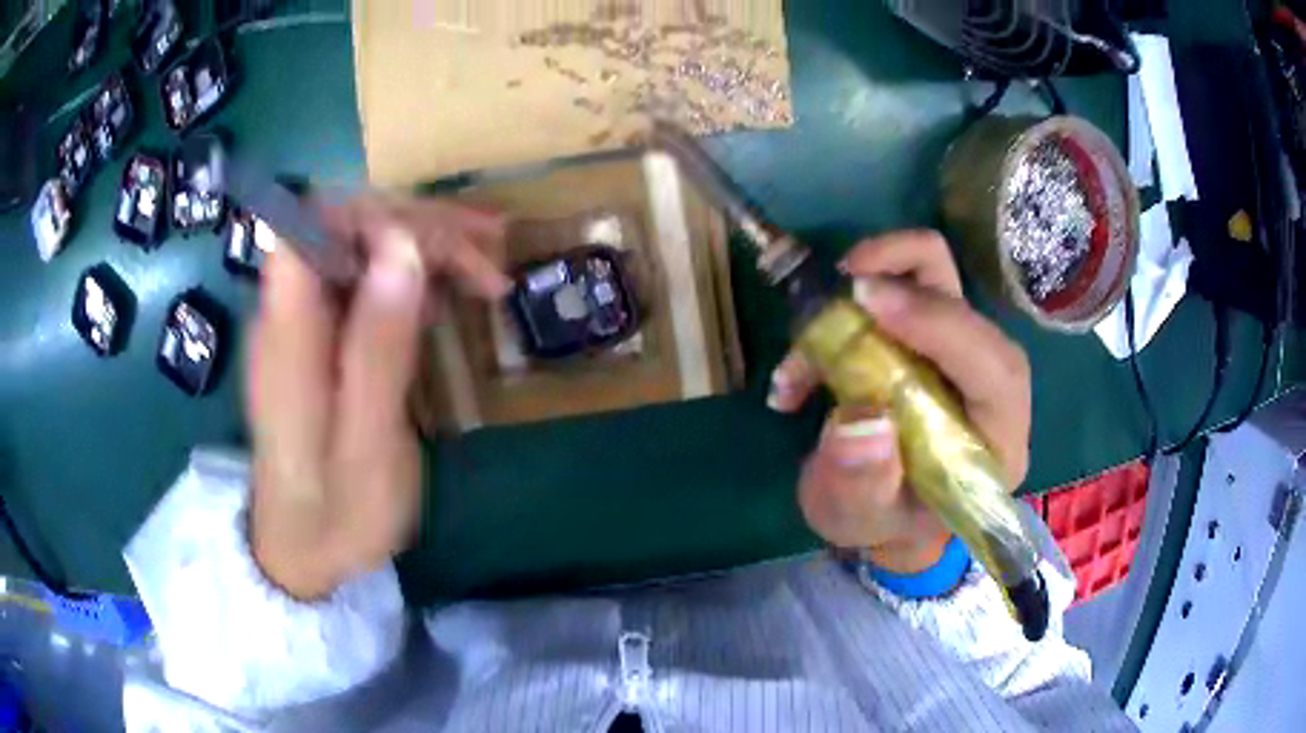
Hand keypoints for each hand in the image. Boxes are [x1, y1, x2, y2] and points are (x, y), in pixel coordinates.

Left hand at [248, 197, 509, 598]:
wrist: (304, 554)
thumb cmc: (337, 514)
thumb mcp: (367, 445)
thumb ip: (377, 347)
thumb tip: (405, 246)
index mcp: (286, 333)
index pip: (311, 223)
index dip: (376, 213)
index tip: (442, 243)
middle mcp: (288, 313)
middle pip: (346, 228)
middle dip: (418, 227)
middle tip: (491, 255)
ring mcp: (306, 324)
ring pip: (362, 250)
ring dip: (424, 247)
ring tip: (490, 268)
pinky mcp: (324, 339)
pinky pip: (367, 284)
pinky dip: (414, 278)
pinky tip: (450, 295)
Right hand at [768, 231, 1030, 573]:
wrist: (883, 513)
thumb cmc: (879, 523)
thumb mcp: (858, 519)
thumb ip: (861, 484)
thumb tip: (862, 420)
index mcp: (995, 445)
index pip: (996, 372)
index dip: (941, 327)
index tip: (871, 301)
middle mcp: (993, 392)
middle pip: (971, 312)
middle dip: (908, 280)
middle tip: (843, 285)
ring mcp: (964, 357)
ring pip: (945, 281)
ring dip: (888, 268)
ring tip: (829, 295)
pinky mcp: (934, 338)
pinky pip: (908, 286)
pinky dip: (861, 291)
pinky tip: (808, 350)